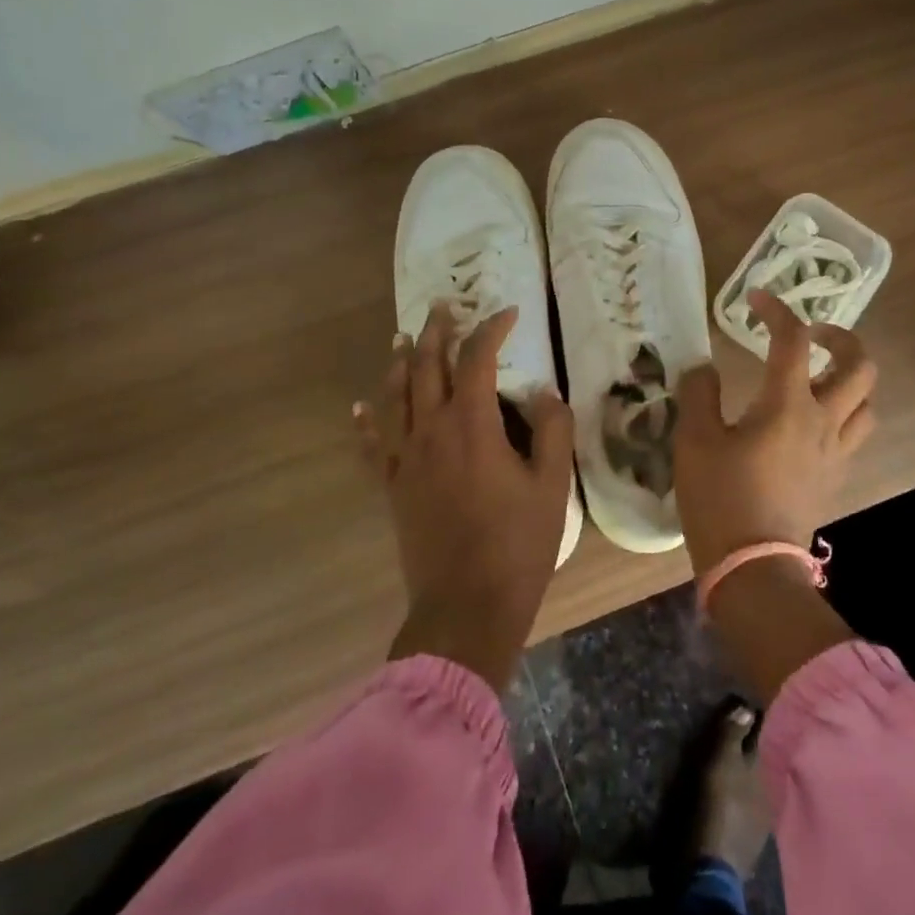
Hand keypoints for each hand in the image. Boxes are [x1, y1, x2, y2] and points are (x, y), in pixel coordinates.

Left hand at [354, 302, 574, 691]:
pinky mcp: (392, 487)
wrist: (466, 607)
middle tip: (443, 307)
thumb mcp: (552, 485)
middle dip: (435, 332)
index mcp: (471, 425)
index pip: (477, 358)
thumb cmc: (517, 544)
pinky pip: (373, 444)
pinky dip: (367, 420)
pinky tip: (361, 407)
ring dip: (399, 362)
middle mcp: (430, 430)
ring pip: (394, 396)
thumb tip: (544, 393)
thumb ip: (553, 430)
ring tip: (402, 338)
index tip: (509, 313)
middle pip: (424, 366)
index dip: (492, 329)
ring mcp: (404, 459)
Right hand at [674, 290, 876, 700]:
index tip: (756, 298)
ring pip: (866, 401)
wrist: (752, 567)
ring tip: (818, 376)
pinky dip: (843, 412)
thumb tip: (705, 369)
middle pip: (860, 366)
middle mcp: (822, 421)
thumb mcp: (694, 441)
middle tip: (812, 335)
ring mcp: (835, 451)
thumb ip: (699, 394)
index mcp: (787, 405)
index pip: (793, 340)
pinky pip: (854, 432)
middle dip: (841, 338)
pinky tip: (811, 420)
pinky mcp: (834, 477)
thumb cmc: (720, 499)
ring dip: (849, 378)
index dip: (777, 310)